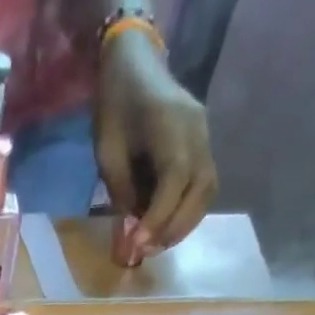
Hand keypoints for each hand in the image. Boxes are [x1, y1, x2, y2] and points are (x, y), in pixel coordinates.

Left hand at [94, 31, 217, 252]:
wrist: (134, 63)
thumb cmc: (115, 105)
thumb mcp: (107, 151)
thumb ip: (121, 190)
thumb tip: (131, 231)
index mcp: (172, 124)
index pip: (175, 179)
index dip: (158, 217)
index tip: (138, 244)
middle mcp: (198, 130)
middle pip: (200, 189)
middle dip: (174, 227)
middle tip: (146, 251)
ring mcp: (205, 136)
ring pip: (207, 191)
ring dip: (184, 224)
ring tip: (156, 244)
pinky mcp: (204, 144)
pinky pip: (204, 186)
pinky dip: (187, 211)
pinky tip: (165, 226)